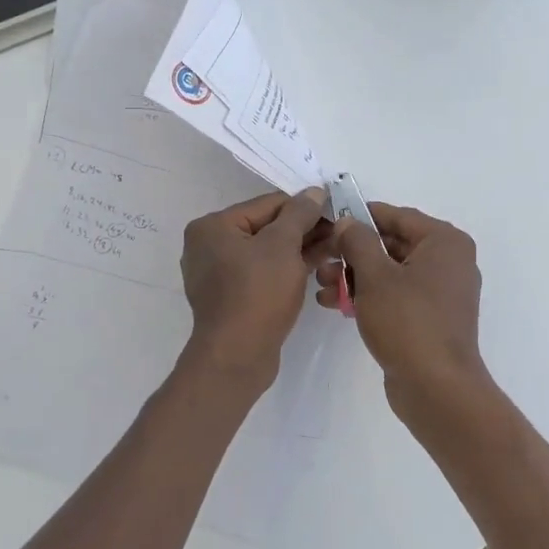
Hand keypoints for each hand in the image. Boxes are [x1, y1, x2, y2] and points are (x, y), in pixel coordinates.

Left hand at [181, 187, 329, 383]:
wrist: (237, 356)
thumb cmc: (258, 292)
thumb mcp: (283, 245)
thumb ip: (300, 214)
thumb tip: (314, 192)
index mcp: (213, 226)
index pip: (268, 204)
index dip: (305, 207)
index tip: (335, 212)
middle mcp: (209, 246)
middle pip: (266, 228)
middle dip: (303, 231)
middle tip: (339, 234)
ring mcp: (218, 275)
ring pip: (267, 253)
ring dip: (299, 250)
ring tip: (335, 250)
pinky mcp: (231, 298)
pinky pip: (263, 274)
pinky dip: (287, 270)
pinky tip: (317, 268)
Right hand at [316, 203, 488, 419]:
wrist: (437, 388)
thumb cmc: (408, 322)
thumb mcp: (375, 276)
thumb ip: (358, 242)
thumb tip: (347, 222)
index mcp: (445, 242)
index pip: (397, 216)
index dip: (360, 216)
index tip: (328, 221)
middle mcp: (449, 262)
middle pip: (392, 244)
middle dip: (352, 253)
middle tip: (319, 258)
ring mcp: (441, 293)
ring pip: (390, 272)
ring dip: (355, 276)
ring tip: (321, 286)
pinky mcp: (430, 319)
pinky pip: (396, 296)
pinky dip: (369, 296)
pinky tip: (336, 304)